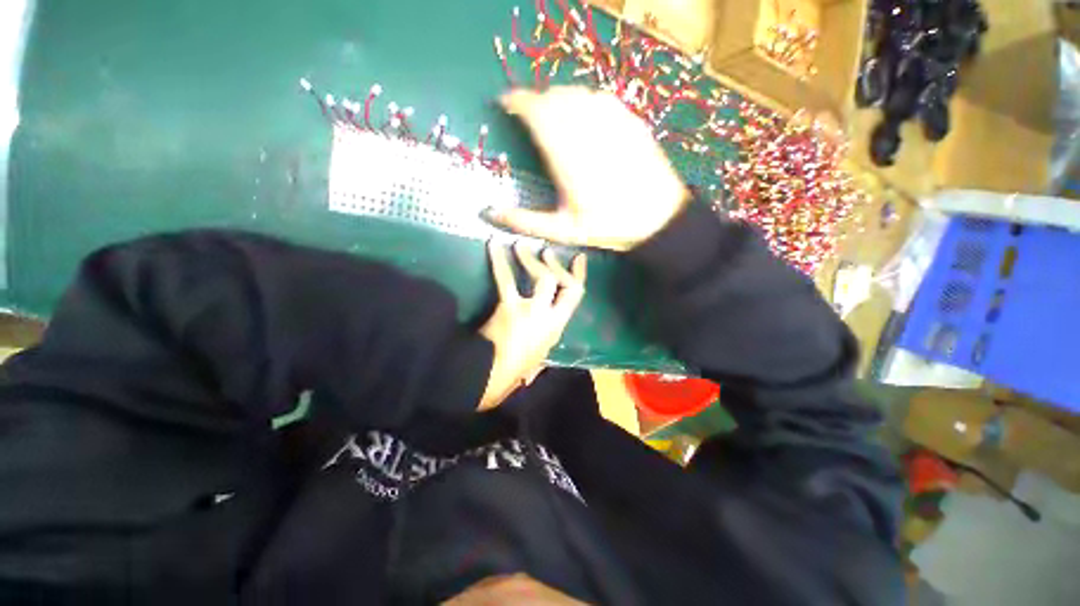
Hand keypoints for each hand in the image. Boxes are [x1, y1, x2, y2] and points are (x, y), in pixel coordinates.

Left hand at [477, 242, 586, 410]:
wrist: (493, 377)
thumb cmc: (514, 372)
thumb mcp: (536, 360)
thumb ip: (541, 348)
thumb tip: (539, 352)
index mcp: (557, 328)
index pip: (575, 296)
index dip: (578, 275)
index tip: (578, 259)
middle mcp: (549, 315)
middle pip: (559, 282)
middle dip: (552, 265)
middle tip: (545, 251)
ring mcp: (530, 309)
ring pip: (539, 276)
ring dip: (529, 258)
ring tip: (520, 244)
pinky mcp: (509, 305)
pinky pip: (505, 278)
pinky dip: (499, 260)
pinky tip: (493, 245)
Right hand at [486, 87, 689, 250]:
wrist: (658, 218)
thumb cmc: (608, 226)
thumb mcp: (564, 231)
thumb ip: (526, 222)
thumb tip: (490, 214)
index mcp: (568, 158)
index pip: (537, 113)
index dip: (518, 102)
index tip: (506, 103)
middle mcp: (588, 131)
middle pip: (554, 98)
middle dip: (536, 102)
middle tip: (529, 116)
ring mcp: (612, 121)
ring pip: (576, 93)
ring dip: (558, 99)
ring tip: (552, 116)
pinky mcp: (630, 118)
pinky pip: (599, 97)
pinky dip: (583, 101)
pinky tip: (583, 118)